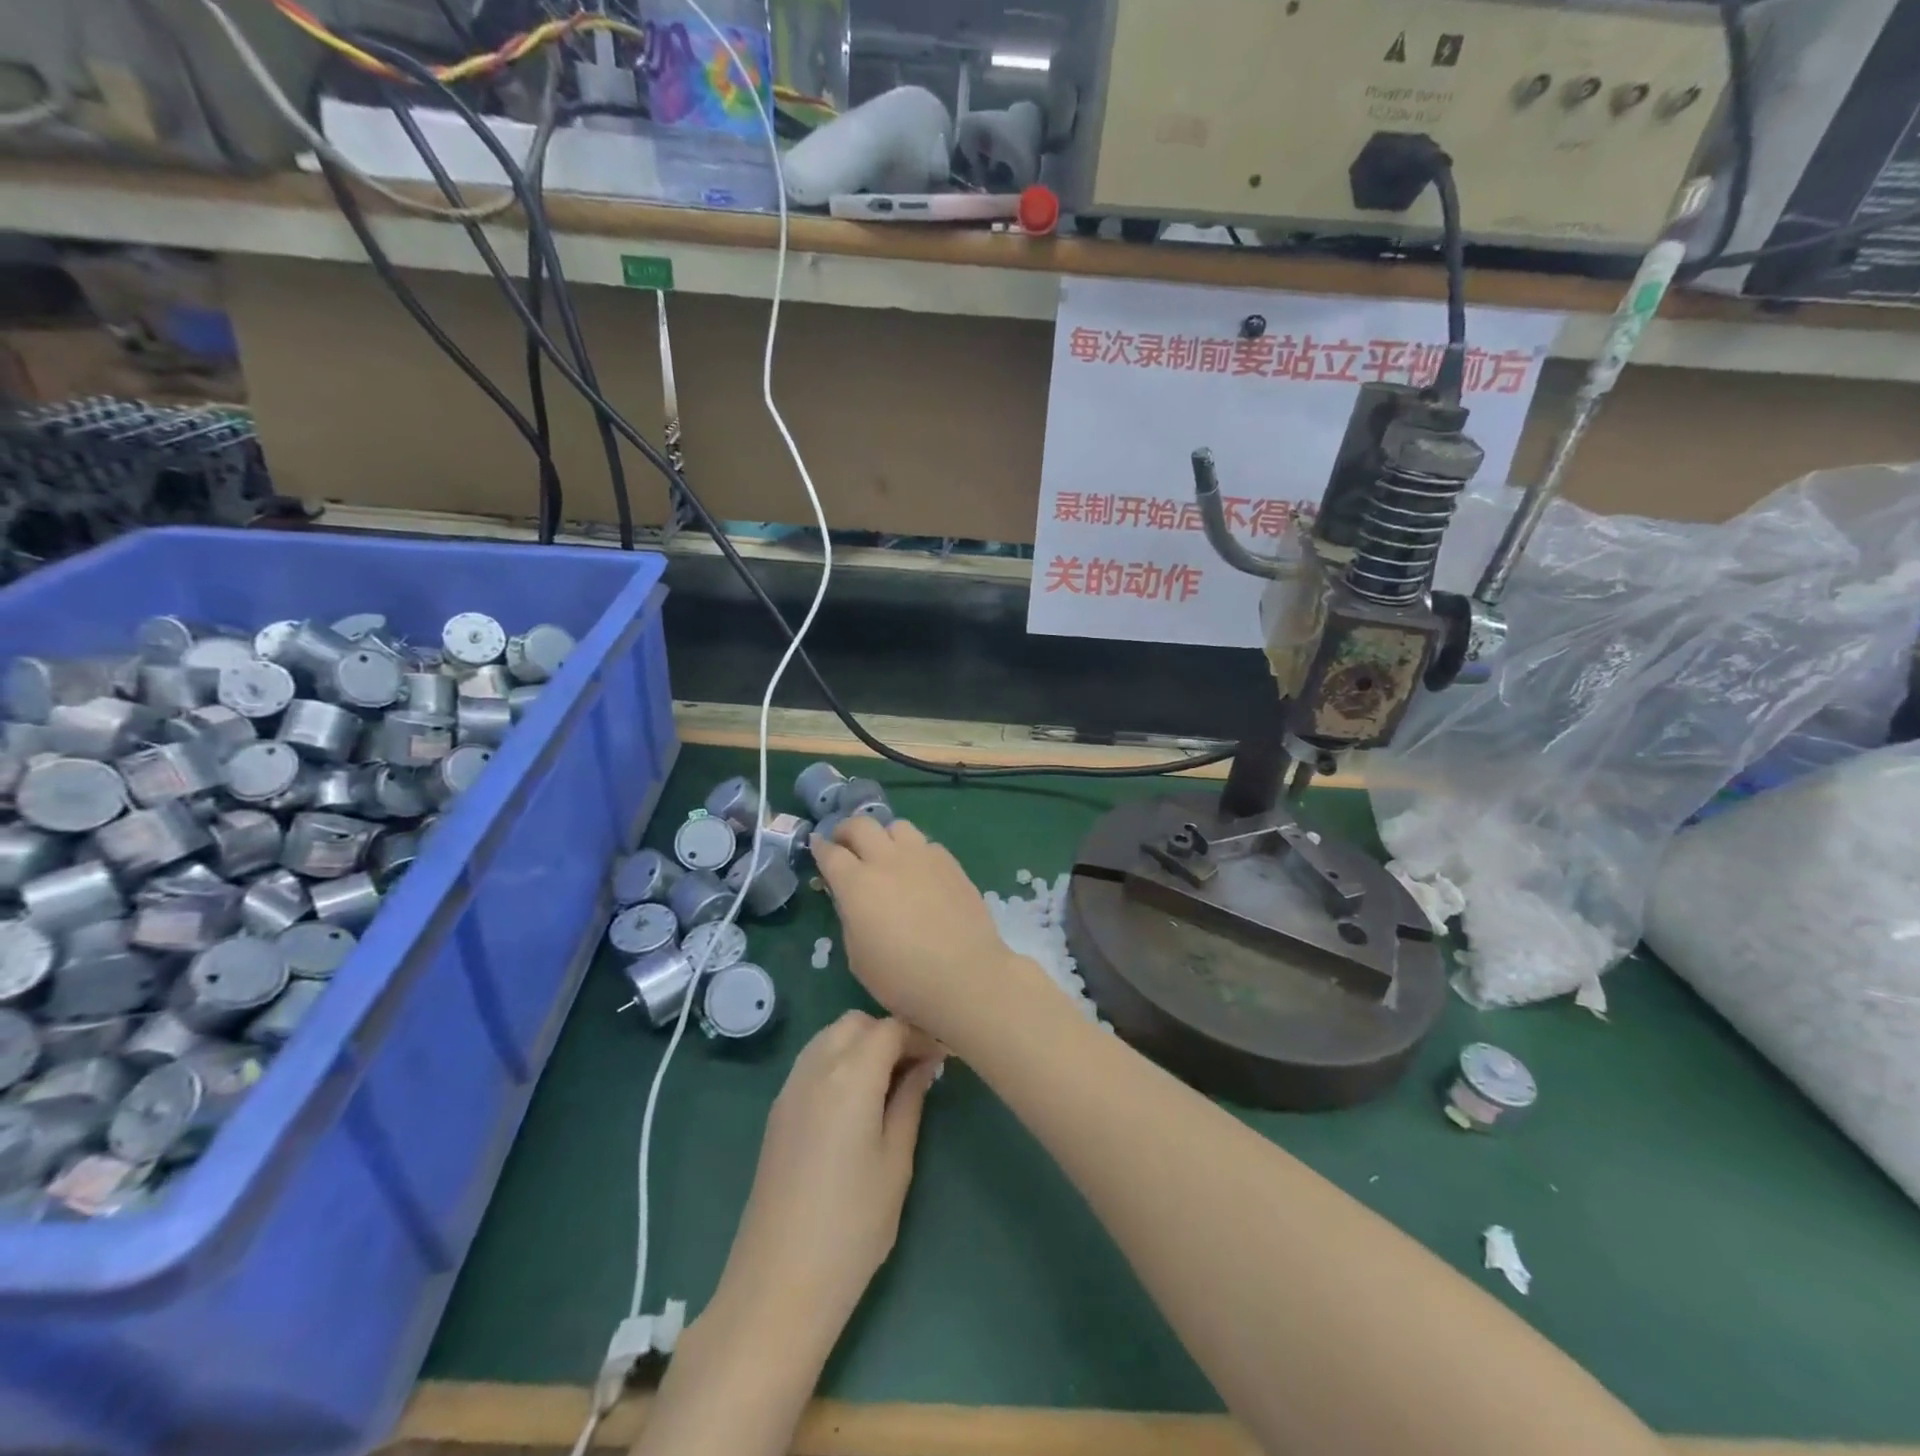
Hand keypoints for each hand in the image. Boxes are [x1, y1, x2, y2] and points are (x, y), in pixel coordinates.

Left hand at [714, 1012, 941, 1350]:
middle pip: (856, 1023)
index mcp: (851, 1076)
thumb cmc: (852, 1227)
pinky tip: (857, 1098)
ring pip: (830, 1036)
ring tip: (890, 1081)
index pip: (890, 1028)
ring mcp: (790, 1087)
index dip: (920, 1034)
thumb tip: (925, 1065)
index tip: (944, 1056)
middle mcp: (816, 1067)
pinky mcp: (778, 1109)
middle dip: (889, 1033)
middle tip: (917, 1067)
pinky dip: (838, 1059)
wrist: (778, 1283)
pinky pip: (812, 1061)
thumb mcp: (896, 1163)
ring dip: (861, 1043)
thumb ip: (910, 1101)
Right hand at [811, 817, 1030, 1042]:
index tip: (817, 847)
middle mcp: (887, 860)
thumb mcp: (858, 956)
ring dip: (884, 835)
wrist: (965, 976)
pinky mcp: (951, 863)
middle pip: (861, 825)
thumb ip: (850, 917)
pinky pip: (926, 843)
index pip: (830, 853)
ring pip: (897, 826)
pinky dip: (915, 850)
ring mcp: (922, 857)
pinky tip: (919, 870)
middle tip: (844, 843)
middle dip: (846, 830)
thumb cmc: (902, 978)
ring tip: (885, 853)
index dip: (820, 848)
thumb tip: (851, 899)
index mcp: (857, 884)